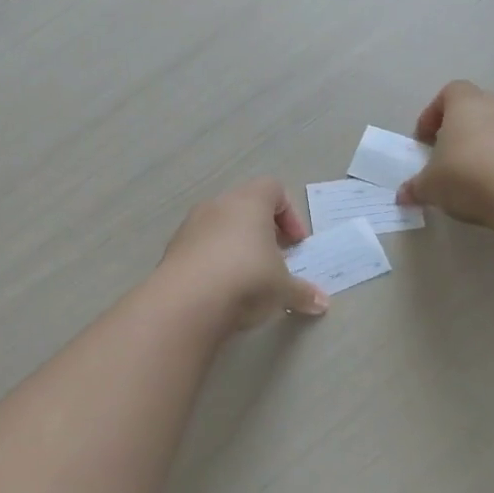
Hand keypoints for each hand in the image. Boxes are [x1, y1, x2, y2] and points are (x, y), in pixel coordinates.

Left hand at [159, 177, 329, 330]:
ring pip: (220, 227)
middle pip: (245, 207)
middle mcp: (217, 205)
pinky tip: (221, 289)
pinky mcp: (172, 250)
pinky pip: (200, 247)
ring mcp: (190, 226)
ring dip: (236, 246)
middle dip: (263, 232)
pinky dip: (213, 261)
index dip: (290, 214)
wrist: (186, 303)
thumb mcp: (283, 289)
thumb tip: (322, 303)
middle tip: (275, 260)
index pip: (273, 189)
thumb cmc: (246, 280)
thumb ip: (303, 292)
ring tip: (247, 278)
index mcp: (249, 202)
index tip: (296, 244)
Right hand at [397, 80, 493, 224]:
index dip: (434, 114)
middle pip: (475, 110)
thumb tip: (403, 195)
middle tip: (447, 159)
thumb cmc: (466, 175)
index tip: (425, 140)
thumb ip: (416, 187)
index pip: (449, 92)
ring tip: (473, 177)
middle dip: (460, 132)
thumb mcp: (430, 186)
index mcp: (465, 103)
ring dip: (485, 147)